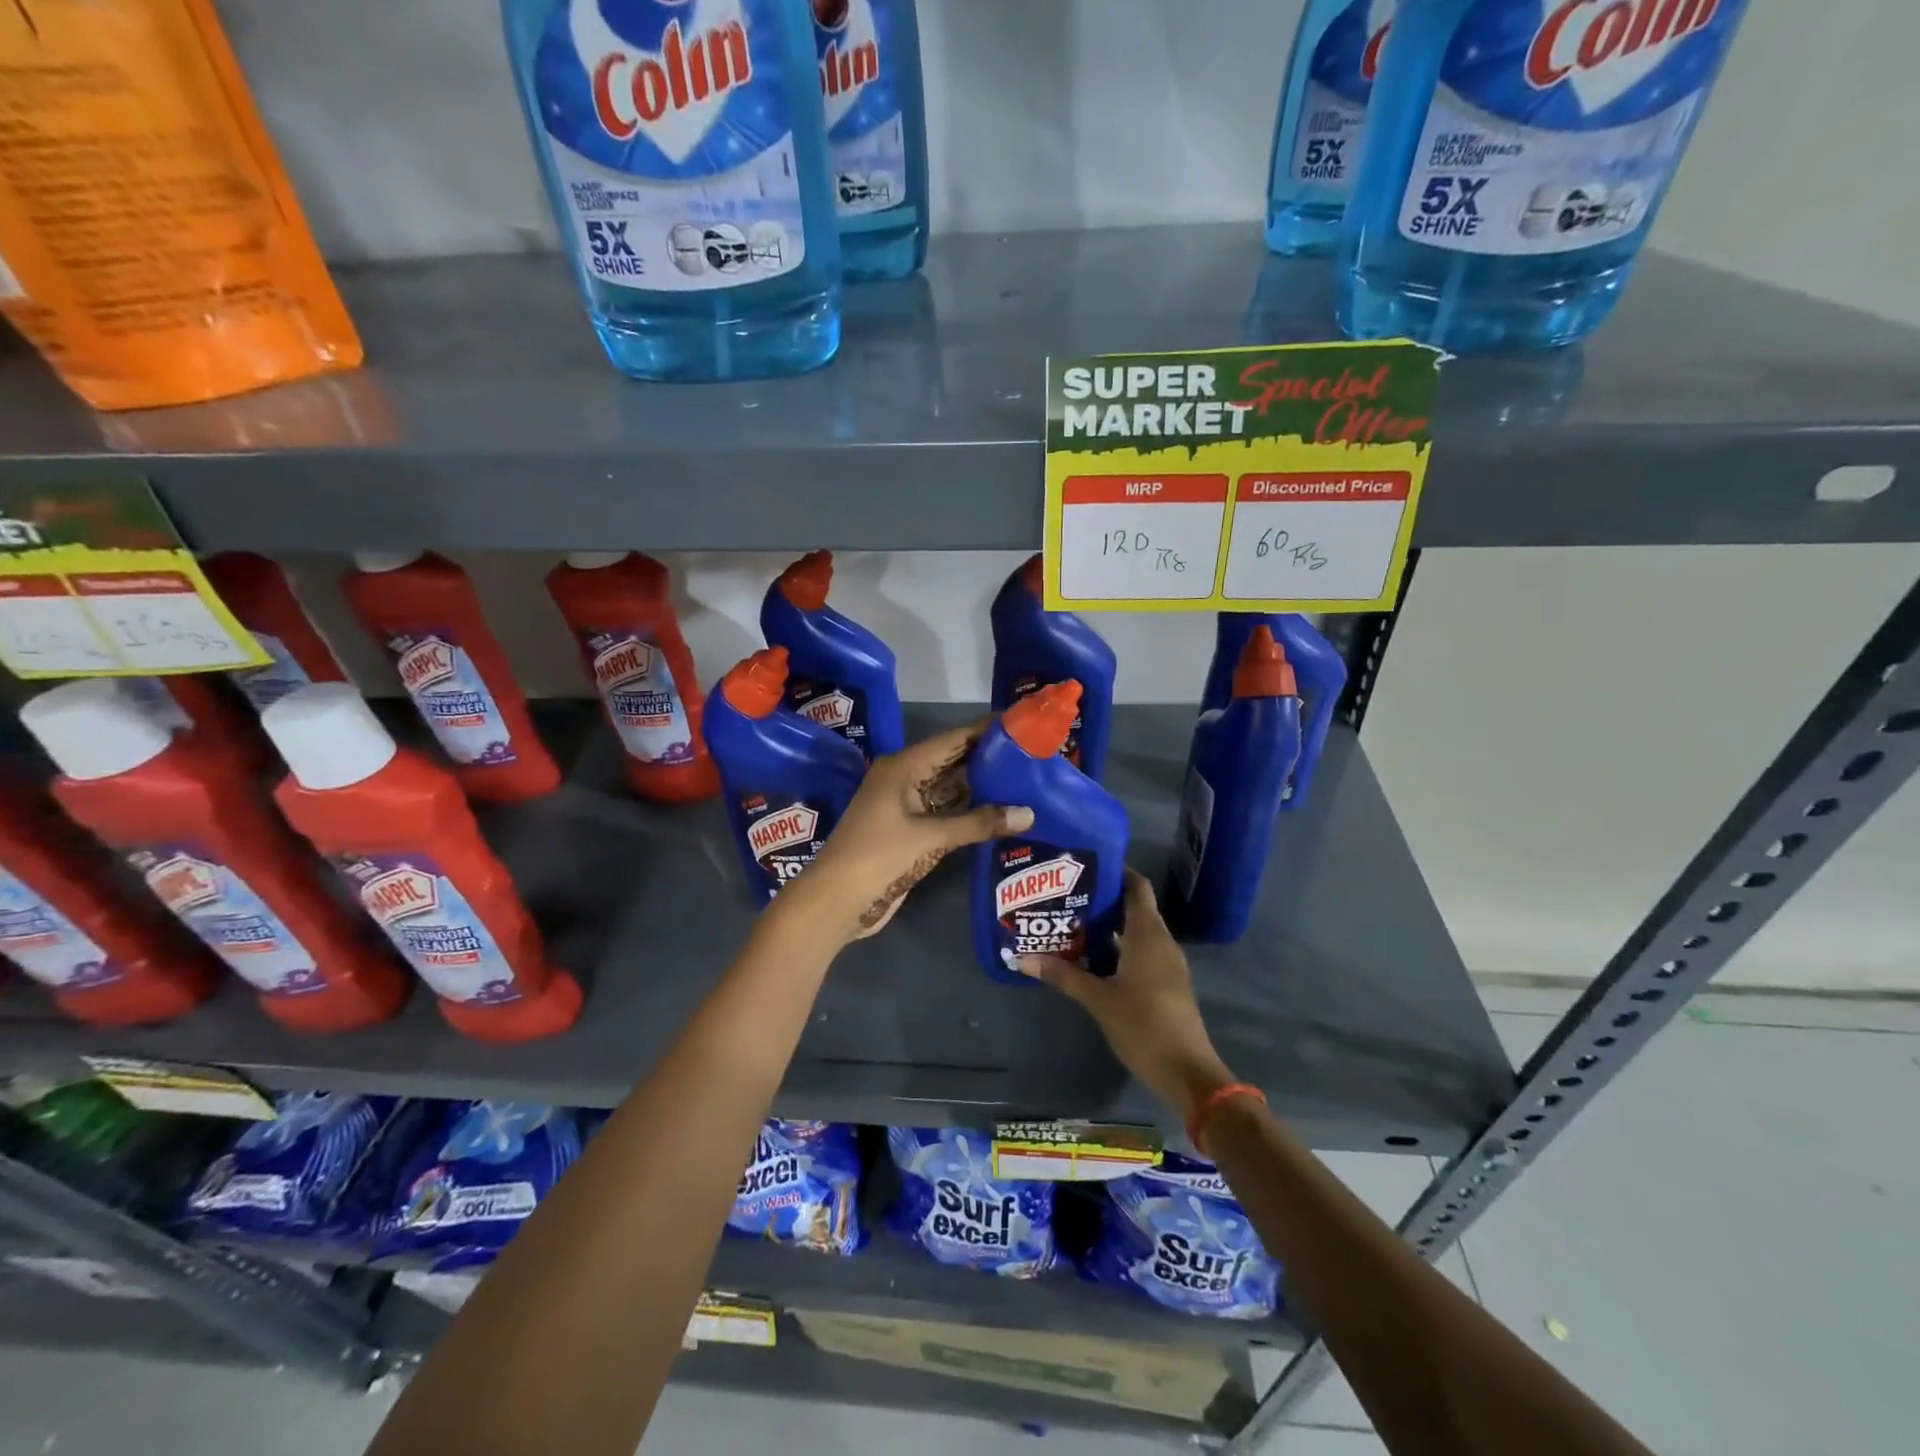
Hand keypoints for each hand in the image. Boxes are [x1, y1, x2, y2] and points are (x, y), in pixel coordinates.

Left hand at [796, 719, 1033, 942]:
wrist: (836, 901)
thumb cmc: (878, 857)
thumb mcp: (930, 837)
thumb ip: (979, 823)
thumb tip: (1029, 814)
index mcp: (903, 766)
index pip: (953, 739)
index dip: (986, 730)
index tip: (1021, 722)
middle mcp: (904, 778)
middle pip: (953, 761)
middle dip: (989, 757)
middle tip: (1032, 752)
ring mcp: (906, 806)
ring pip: (950, 787)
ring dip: (982, 786)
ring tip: (1025, 778)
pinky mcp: (910, 831)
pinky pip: (945, 812)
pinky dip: (969, 810)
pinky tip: (1000, 811)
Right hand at [1019, 869, 1233, 1124]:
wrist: (1187, 1072)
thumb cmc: (1144, 1026)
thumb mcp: (1098, 999)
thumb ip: (1063, 975)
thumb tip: (1022, 957)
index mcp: (1148, 934)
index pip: (1137, 886)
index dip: (1116, 872)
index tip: (1086, 865)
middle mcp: (1161, 941)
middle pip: (1134, 907)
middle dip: (1103, 899)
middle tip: (1067, 894)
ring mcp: (1167, 963)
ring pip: (1137, 931)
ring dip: (1109, 926)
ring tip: (1072, 921)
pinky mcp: (1166, 983)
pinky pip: (1141, 952)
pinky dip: (1119, 947)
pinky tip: (1091, 957)